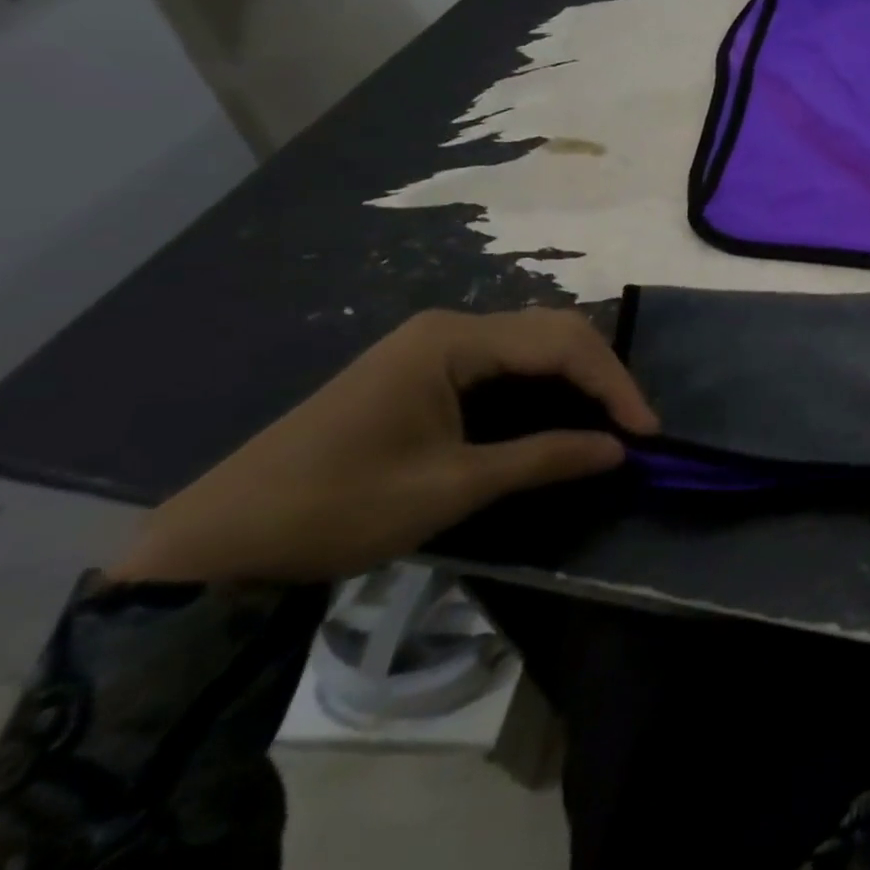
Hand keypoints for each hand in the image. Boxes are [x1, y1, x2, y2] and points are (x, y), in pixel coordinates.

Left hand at [108, 308, 658, 584]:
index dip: (613, 384)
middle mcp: (450, 328)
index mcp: (453, 340)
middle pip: (553, 332)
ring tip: (609, 422)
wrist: (223, 541)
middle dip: (602, 375)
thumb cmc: (339, 506)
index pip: (562, 343)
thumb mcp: (452, 486)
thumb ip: (544, 458)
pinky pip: (507, 365)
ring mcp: (435, 346)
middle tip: (633, 426)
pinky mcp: (426, 371)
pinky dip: (545, 388)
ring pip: (534, 345)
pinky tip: (562, 416)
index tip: (646, 432)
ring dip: (578, 379)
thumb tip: (619, 450)